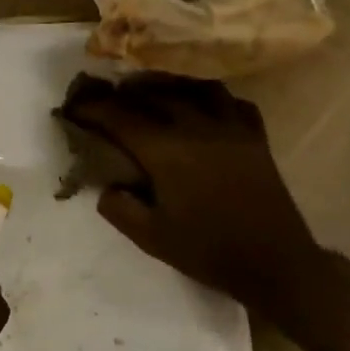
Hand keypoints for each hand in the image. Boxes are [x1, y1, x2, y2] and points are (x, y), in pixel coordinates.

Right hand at [59, 73, 324, 303]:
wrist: (276, 264)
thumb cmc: (209, 252)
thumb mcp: (151, 239)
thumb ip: (119, 208)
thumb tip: (107, 185)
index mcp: (167, 151)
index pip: (120, 117)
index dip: (92, 108)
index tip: (73, 107)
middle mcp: (197, 127)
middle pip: (153, 95)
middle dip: (122, 94)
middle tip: (104, 99)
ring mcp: (230, 127)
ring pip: (193, 88)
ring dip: (166, 86)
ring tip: (151, 93)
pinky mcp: (255, 136)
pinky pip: (230, 101)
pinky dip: (209, 98)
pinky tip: (201, 108)